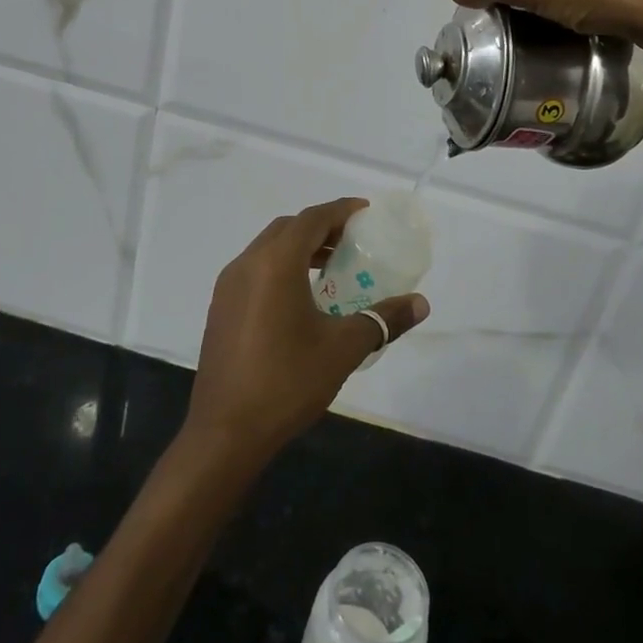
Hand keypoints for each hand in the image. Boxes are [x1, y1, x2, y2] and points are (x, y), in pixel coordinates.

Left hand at [185, 199, 429, 463]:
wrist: (225, 432)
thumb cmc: (287, 382)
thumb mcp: (343, 348)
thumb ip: (383, 319)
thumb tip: (421, 303)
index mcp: (275, 263)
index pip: (312, 219)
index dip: (341, 210)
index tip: (366, 212)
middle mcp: (247, 264)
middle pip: (288, 228)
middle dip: (321, 227)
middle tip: (353, 241)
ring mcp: (228, 286)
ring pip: (268, 248)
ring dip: (299, 247)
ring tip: (331, 268)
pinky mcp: (220, 308)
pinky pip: (255, 270)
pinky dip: (280, 267)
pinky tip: (300, 298)